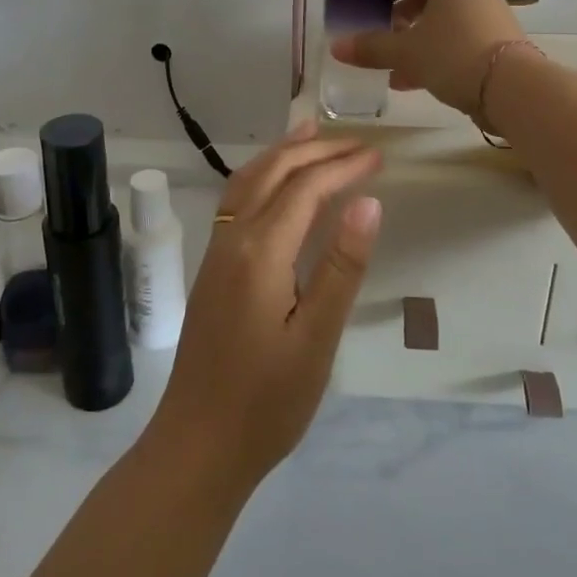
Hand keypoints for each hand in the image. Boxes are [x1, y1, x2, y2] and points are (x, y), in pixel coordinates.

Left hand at [148, 124, 381, 489]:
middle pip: (275, 172)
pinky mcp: (213, 267)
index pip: (306, 187)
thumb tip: (367, 201)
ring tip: (312, 132)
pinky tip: (276, 183)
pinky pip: (237, 199)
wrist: (197, 444)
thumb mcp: (317, 337)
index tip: (379, 156)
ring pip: (249, 180)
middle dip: (316, 149)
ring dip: (283, 152)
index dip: (343, 167)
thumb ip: (341, 266)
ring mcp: (216, 251)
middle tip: (358, 142)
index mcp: (260, 250)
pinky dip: (263, 174)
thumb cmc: (266, 400)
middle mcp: (233, 237)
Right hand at [330, 0, 523, 116]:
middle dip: (401, 20)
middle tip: (380, 38)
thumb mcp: (405, 52)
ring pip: (443, 25)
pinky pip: (459, 43)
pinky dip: (437, 56)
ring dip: (416, 43)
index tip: (371, 7)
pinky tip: (415, 82)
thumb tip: (336, 46)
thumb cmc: (453, 55)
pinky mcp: (498, 45)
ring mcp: (489, 18)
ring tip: (392, 68)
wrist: (512, 89)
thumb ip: (371, 47)